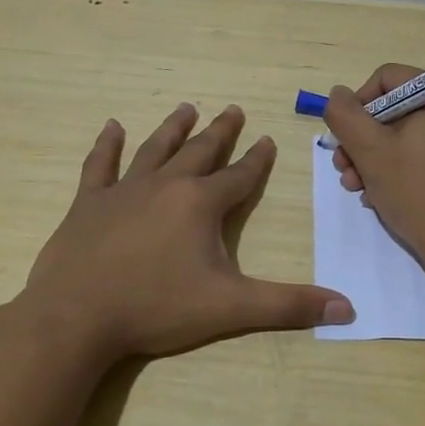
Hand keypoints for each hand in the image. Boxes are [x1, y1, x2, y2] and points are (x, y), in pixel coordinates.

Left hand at [21, 103, 353, 360]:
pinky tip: (111, 127)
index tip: (268, 139)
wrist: (76, 317)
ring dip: (172, 128)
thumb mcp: (231, 308)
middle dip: (220, 132)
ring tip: (186, 108)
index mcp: (201, 204)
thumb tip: (348, 309)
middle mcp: (166, 186)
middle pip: (200, 151)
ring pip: (154, 149)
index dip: (258, 159)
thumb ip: (288, 306)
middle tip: (233, 109)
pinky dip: (106, 145)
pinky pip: (99, 166)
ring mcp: (123, 191)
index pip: (240, 176)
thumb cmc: (156, 308)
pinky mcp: (88, 204)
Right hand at [324, 64, 424, 272]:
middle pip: (395, 109)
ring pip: (407, 135)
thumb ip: (345, 115)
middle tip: (344, 170)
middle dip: (362, 139)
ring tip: (358, 189)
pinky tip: (381, 197)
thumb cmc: (418, 191)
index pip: (387, 78)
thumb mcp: (370, 151)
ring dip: (374, 159)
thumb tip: (339, 95)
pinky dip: (399, 169)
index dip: (357, 105)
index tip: (344, 139)